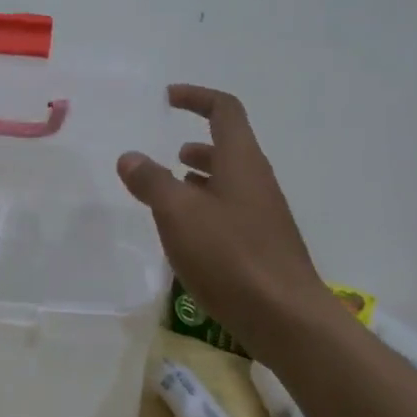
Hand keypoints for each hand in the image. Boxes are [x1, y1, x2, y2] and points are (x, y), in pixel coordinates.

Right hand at [116, 85, 331, 355]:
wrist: (286, 319)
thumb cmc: (230, 256)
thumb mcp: (178, 213)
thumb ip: (151, 181)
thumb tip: (130, 156)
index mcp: (241, 161)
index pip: (224, 110)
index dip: (196, 97)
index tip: (167, 98)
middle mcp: (256, 180)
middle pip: (228, 145)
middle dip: (196, 142)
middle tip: (163, 152)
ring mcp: (263, 213)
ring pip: (228, 180)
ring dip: (199, 177)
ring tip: (168, 190)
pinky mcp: (262, 244)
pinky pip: (230, 210)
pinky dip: (205, 207)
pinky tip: (186, 233)